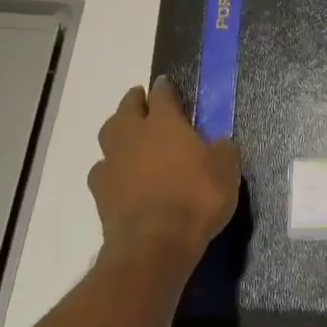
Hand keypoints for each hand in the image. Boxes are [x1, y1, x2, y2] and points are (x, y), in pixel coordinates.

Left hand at [88, 77, 240, 257]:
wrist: (155, 243)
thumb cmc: (197, 198)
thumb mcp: (226, 172)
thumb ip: (223, 151)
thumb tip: (220, 142)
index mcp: (164, 123)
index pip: (162, 94)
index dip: (165, 87)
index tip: (167, 84)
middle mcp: (133, 135)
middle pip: (127, 108)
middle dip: (135, 101)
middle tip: (143, 101)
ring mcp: (112, 162)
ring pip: (109, 134)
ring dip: (118, 130)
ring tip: (130, 135)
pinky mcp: (100, 190)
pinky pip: (103, 168)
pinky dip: (111, 166)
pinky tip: (121, 175)